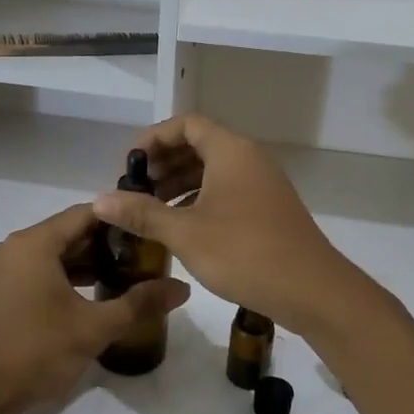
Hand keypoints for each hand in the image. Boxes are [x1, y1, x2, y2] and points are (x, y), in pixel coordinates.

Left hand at [0, 203, 188, 413]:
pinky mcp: (1, 290)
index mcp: (35, 243)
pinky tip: (94, 296)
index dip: (122, 219)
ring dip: (89, 263)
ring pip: (56, 254)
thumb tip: (183, 288)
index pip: (87, 213)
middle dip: (109, 244)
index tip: (152, 230)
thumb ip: (139, 304)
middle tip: (147, 257)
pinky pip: (41, 270)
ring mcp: (4, 269)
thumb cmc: (34, 353)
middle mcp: (16, 246)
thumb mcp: (93, 329)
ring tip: (128, 277)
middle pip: (71, 232)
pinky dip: (67, 277)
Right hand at [91, 114, 361, 335]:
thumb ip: (142, 213)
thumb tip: (100, 200)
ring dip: (180, 183)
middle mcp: (249, 159)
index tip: (128, 164)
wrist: (312, 290)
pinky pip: (227, 189)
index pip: (186, 124)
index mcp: (231, 151)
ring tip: (151, 208)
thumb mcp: (185, 232)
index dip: (153, 139)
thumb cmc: (244, 252)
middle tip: (134, 189)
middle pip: (199, 145)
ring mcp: (263, 184)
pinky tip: (182, 226)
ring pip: (214, 170)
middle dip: (164, 163)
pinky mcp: (269, 208)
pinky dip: (200, 198)